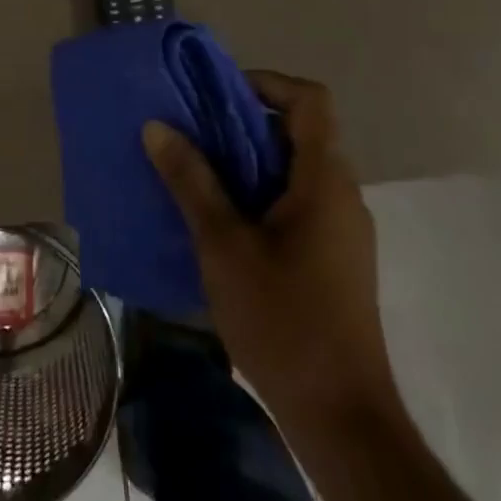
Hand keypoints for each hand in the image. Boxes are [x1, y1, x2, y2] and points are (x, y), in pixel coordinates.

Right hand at [143, 71, 400, 423]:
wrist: (341, 417)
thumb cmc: (283, 321)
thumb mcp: (223, 245)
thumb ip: (191, 180)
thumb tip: (157, 126)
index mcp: (324, 180)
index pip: (310, 99)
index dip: (266, 83)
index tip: (216, 96)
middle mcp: (342, 194)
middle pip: (298, 133)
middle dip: (243, 125)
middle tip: (191, 135)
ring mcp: (342, 229)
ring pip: (295, 170)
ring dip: (248, 163)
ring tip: (196, 175)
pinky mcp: (335, 258)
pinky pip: (297, 203)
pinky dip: (260, 196)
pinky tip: (219, 223)